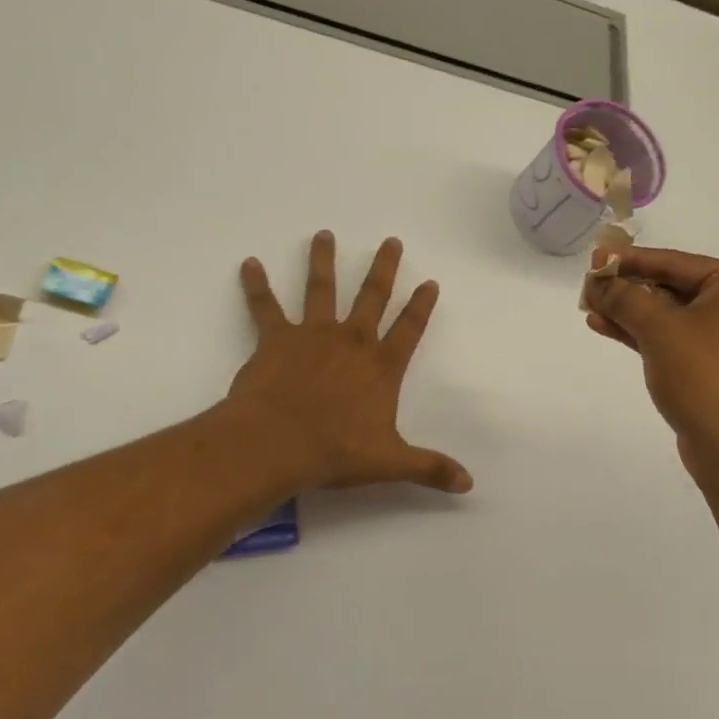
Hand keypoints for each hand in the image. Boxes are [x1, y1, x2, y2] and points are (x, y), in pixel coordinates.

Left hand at [230, 231, 472, 495]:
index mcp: (381, 366)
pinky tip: (249, 264)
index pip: (409, 329)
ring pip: (321, 288)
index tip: (430, 282)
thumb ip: (430, 468)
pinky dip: (256, 285)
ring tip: (324, 234)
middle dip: (384, 268)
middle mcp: (352, 341)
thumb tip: (469, 484)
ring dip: (323, 260)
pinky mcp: (276, 338)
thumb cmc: (335, 451)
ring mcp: (313, 334)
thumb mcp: (390, 463)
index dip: (421, 306)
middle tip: (391, 241)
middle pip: (373, 296)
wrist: (277, 444)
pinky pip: (265, 306)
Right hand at [583, 247, 718, 480]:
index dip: (630, 260)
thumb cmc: (704, 376)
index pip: (674, 262)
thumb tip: (597, 281)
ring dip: (628, 311)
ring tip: (588, 307)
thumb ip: (624, 298)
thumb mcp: (659, 328)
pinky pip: (670, 338)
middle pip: (670, 286)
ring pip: (667, 315)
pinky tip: (604, 327)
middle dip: (627, 287)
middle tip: (588, 286)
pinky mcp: (710, 367)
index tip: (594, 259)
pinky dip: (640, 333)